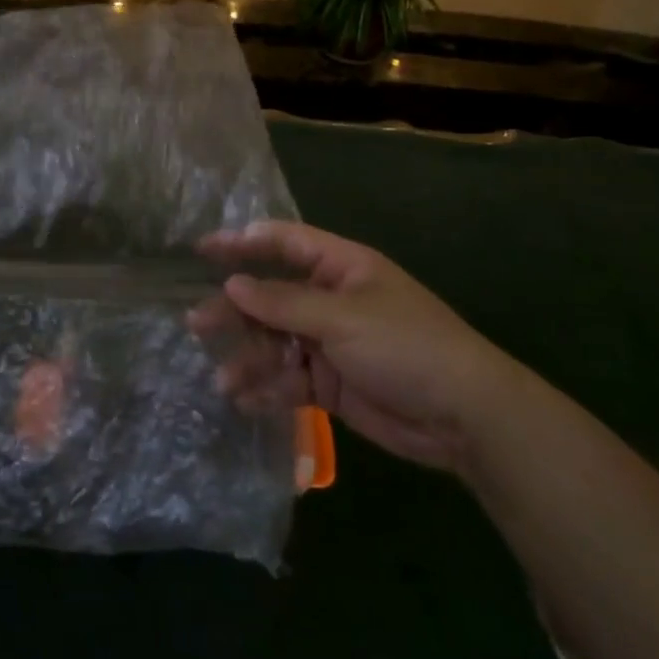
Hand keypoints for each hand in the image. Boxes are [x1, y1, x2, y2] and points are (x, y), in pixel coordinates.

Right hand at [195, 221, 524, 471]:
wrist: (463, 417)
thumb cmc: (406, 346)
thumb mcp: (343, 318)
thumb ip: (283, 303)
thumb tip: (231, 285)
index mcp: (341, 268)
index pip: (284, 242)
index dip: (243, 242)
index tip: (202, 249)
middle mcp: (330, 300)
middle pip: (271, 297)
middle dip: (235, 310)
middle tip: (195, 322)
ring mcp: (329, 344)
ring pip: (275, 343)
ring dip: (249, 358)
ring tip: (222, 379)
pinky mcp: (330, 384)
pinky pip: (288, 380)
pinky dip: (267, 389)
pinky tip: (245, 401)